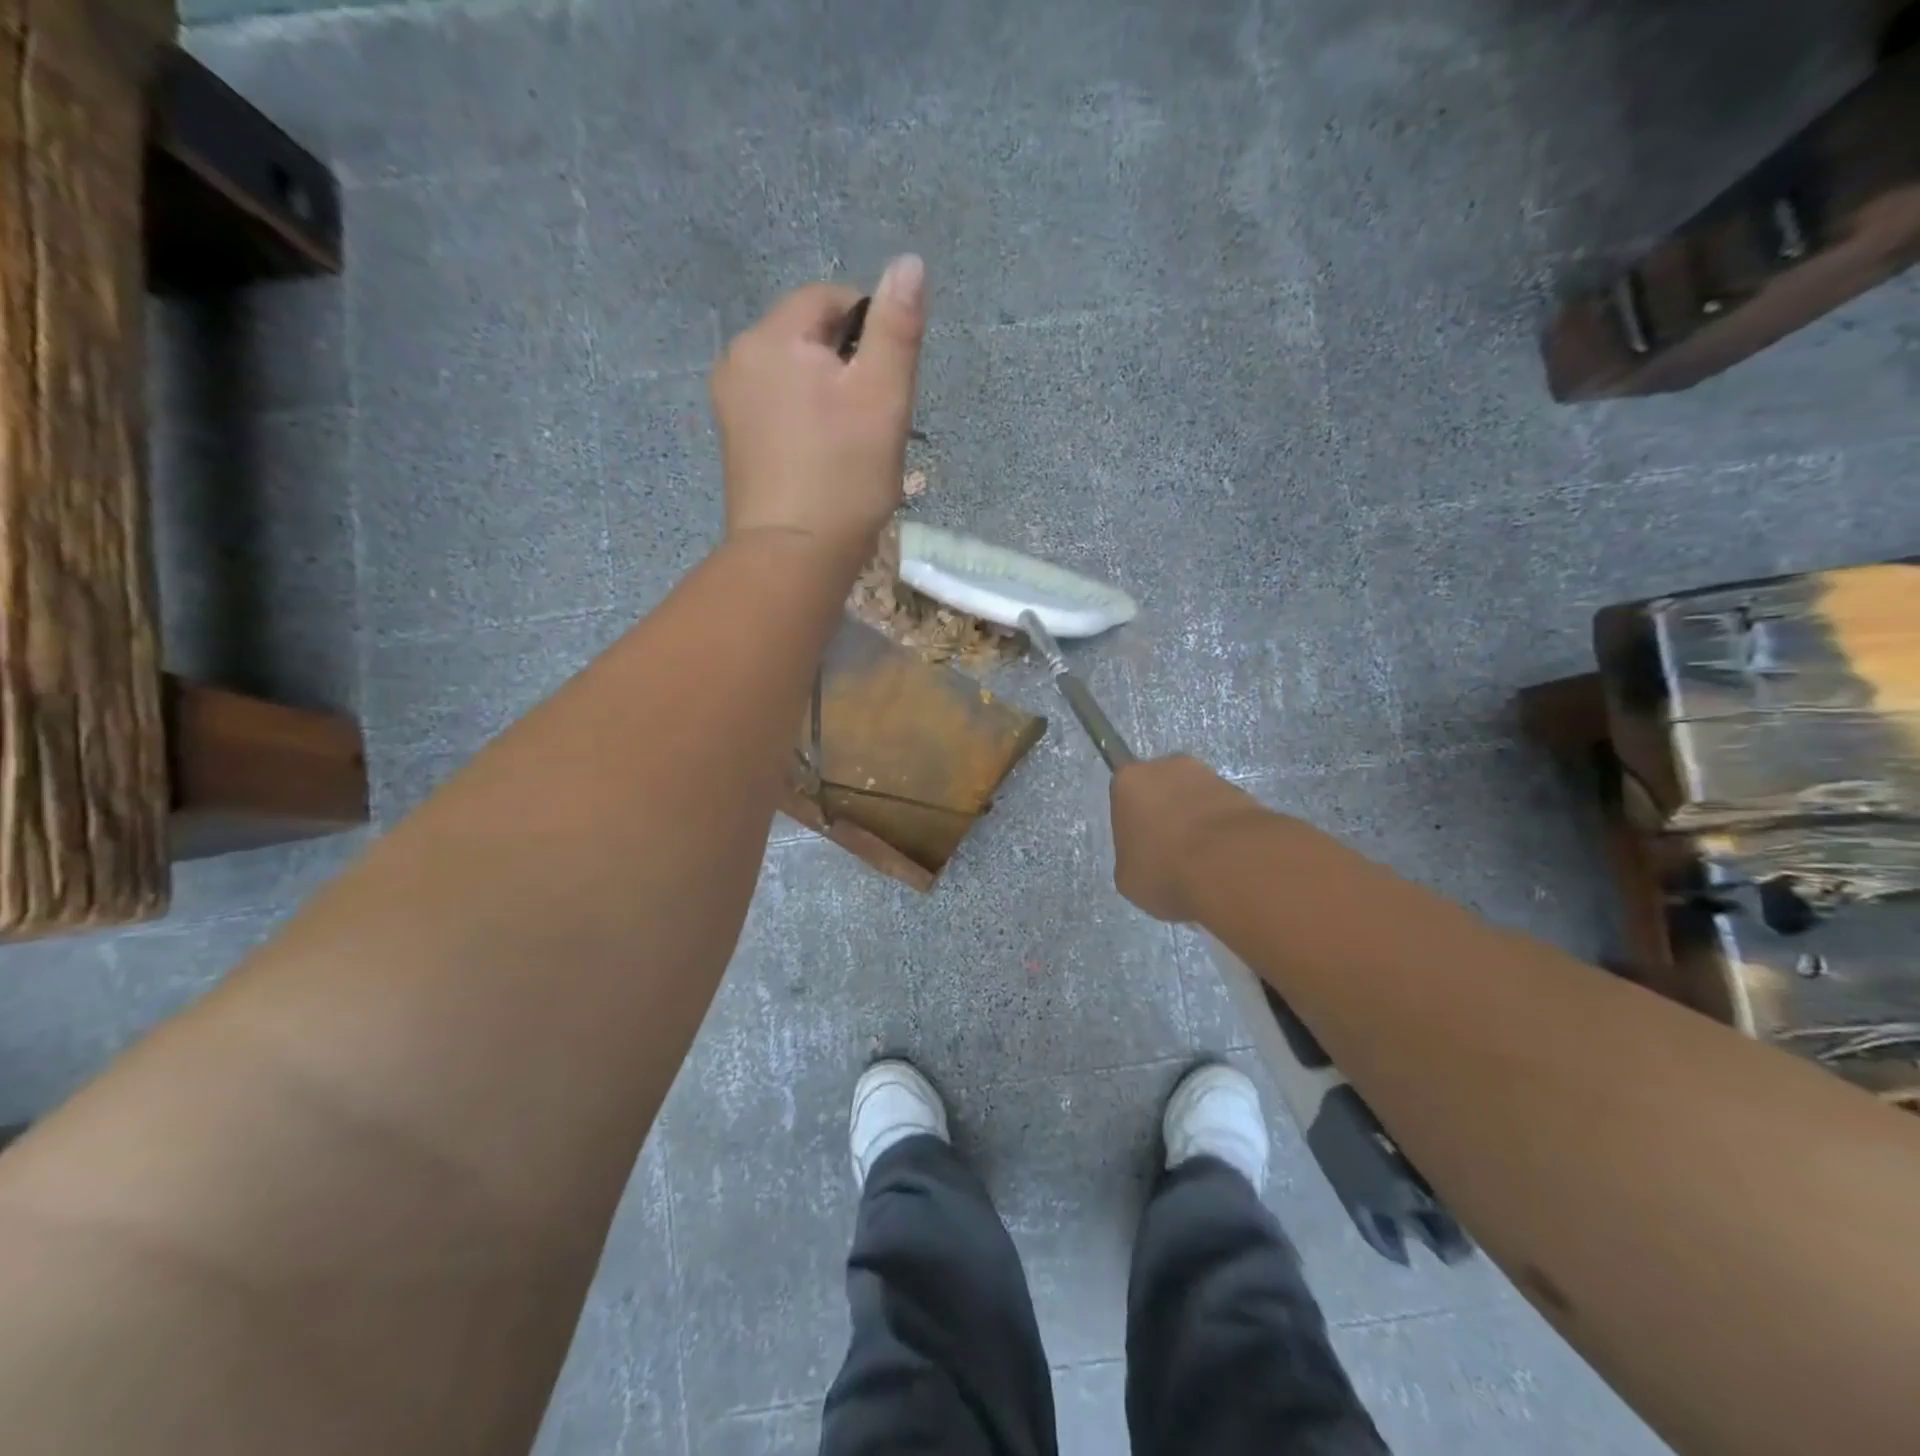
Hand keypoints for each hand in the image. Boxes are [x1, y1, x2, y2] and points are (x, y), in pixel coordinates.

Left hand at [710, 256, 926, 559]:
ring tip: (853, 443)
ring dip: (830, 396)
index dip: (869, 327)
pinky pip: (780, 410)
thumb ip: (897, 327)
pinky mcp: (735, 444)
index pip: (828, 299)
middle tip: (876, 419)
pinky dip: (807, 421)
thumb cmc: (844, 476)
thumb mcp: (883, 396)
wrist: (793, 558)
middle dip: (849, 367)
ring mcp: (731, 405)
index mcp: (771, 338)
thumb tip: (910, 262)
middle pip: (809, 338)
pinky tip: (826, 460)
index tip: (891, 379)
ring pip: (796, 377)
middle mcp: (739, 360)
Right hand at [1111, 755, 1267, 922]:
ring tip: (1203, 860)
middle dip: (1166, 814)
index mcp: (1129, 781)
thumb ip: (1132, 857)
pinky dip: (1223, 830)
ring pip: (1195, 798)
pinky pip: (1223, 811)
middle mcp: (1168, 766)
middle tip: (1171, 851)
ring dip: (1197, 821)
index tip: (1142, 846)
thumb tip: (1147, 857)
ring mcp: (1209, 775)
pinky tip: (1225, 859)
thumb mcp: (1129, 877)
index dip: (1133, 821)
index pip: (1125, 795)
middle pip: (1162, 789)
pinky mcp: (1243, 792)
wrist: (1231, 867)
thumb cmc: (1165, 869)